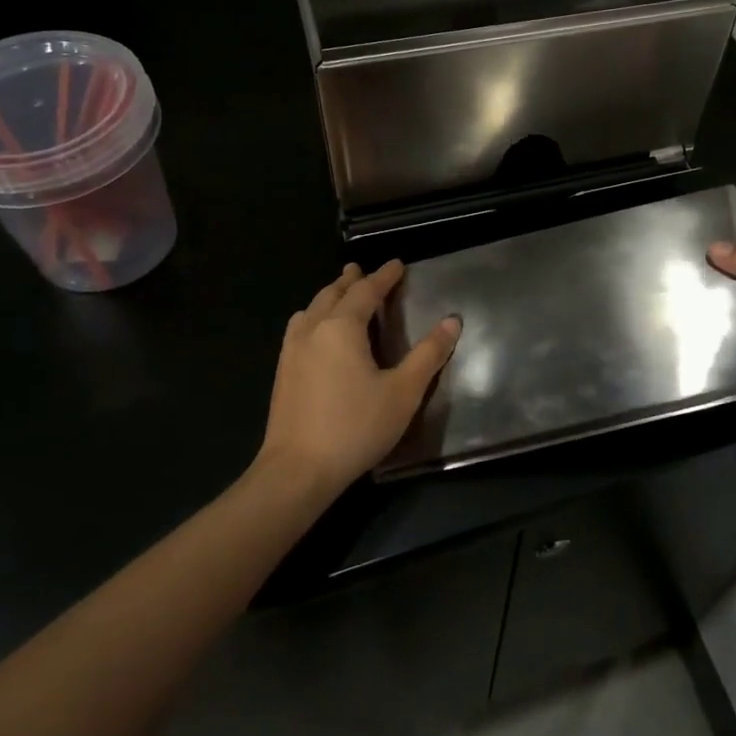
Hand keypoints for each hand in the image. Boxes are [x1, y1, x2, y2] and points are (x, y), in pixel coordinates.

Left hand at [254, 261, 460, 497]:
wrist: (298, 470)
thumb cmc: (356, 427)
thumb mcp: (403, 392)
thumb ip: (428, 354)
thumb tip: (452, 321)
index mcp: (342, 327)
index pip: (366, 291)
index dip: (383, 276)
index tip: (397, 264)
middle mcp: (313, 330)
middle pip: (333, 294)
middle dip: (350, 280)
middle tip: (361, 269)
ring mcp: (292, 351)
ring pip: (311, 310)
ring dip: (329, 297)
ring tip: (339, 294)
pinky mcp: (283, 372)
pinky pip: (299, 328)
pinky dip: (313, 317)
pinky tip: (316, 333)